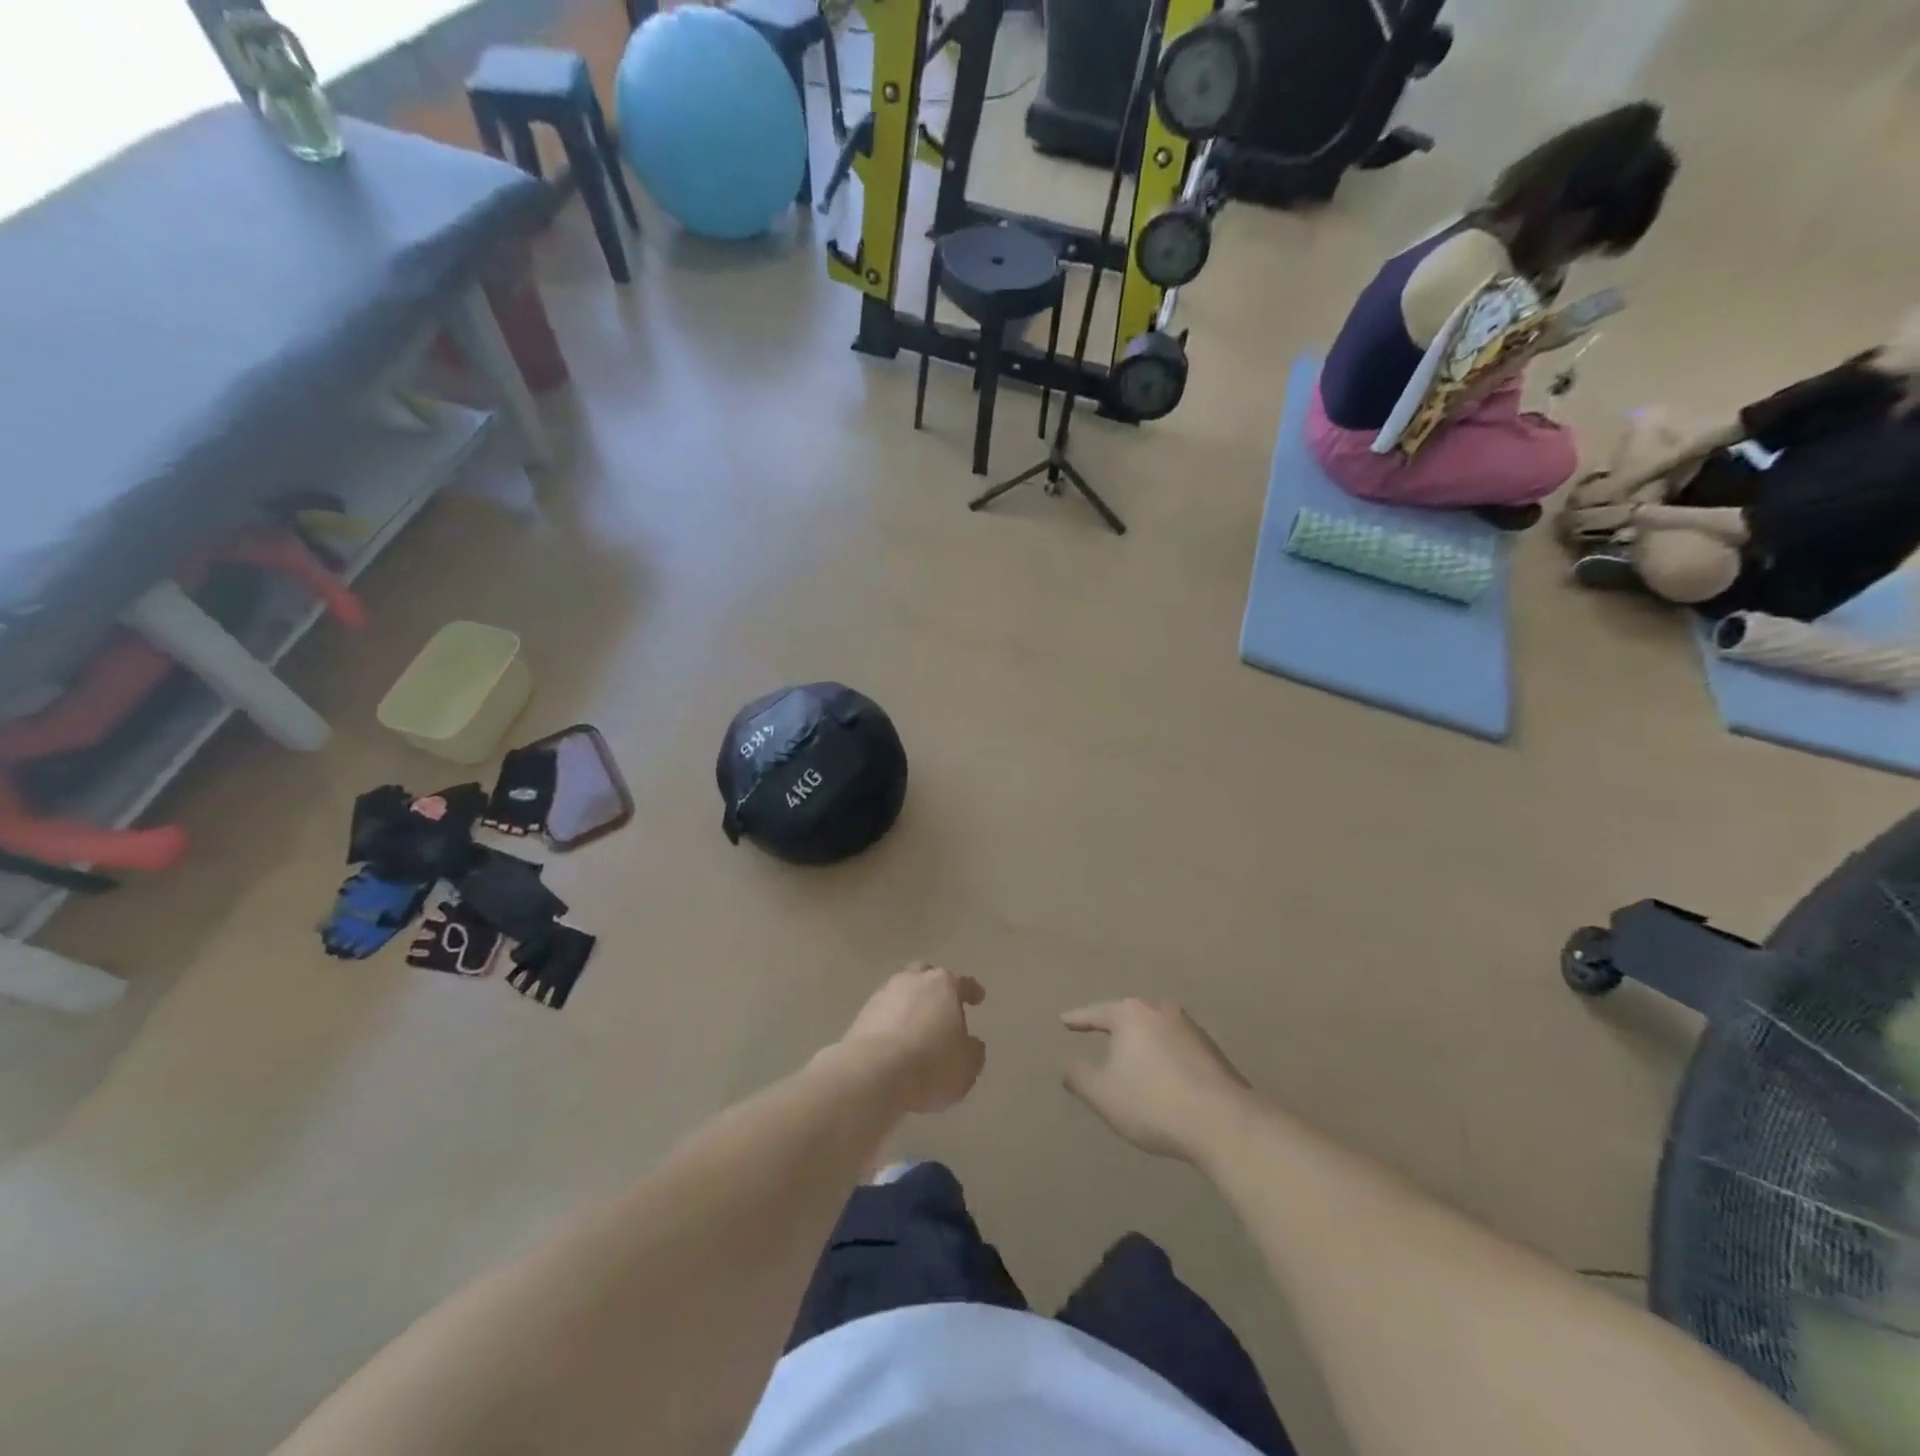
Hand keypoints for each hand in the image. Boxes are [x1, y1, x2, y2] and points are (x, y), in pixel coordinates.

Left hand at [837, 963, 985, 1113]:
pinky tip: (895, 1041)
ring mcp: (884, 994)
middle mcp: (913, 981)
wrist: (873, 1073)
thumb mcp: (967, 1065)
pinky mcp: (862, 1014)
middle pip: (926, 977)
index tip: (978, 998)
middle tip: (942, 1007)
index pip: (963, 983)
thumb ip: (972, 1050)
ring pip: (902, 992)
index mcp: (943, 985)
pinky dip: (892, 1022)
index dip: (972, 991)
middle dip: (935, 989)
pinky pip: (884, 1013)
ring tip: (916, 1028)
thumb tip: (970, 1043)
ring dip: (910, 1006)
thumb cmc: (930, 1064)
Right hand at [1062, 999, 1256, 1162]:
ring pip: (1155, 1028)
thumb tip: (1066, 1064)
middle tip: (1097, 1031)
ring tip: (1130, 1054)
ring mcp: (1190, 1028)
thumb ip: (1079, 1076)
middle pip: (1129, 1014)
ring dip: (1141, 1041)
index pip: (1096, 1013)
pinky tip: (1162, 1072)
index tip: (1064, 1021)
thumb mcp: (1103, 1094)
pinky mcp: (1212, 1050)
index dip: (1078, 1019)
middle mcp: (1161, 1010)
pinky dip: (1163, 1054)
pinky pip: (1175, 1045)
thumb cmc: (1153, 1103)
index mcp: (1131, 1014)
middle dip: (1114, 1025)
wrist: (1224, 1122)